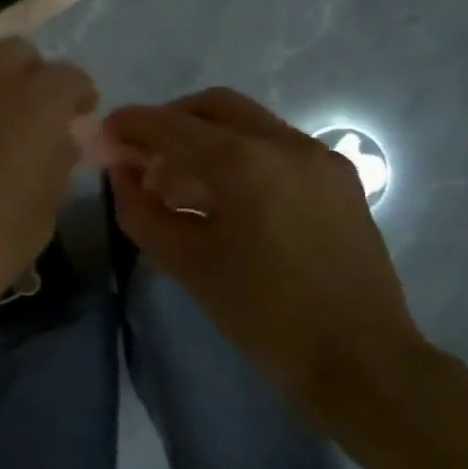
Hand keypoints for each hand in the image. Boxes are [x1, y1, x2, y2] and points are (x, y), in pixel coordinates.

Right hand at [103, 88, 427, 421]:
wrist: (363, 362)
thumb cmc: (265, 316)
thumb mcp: (187, 265)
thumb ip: (142, 211)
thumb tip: (121, 174)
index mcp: (245, 163)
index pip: (173, 125)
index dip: (132, 124)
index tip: (104, 131)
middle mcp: (285, 143)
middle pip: (213, 107)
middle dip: (171, 121)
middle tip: (142, 153)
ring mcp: (318, 157)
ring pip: (248, 123)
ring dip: (205, 138)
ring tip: (179, 182)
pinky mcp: (339, 178)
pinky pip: (276, 147)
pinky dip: (240, 155)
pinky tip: (225, 196)